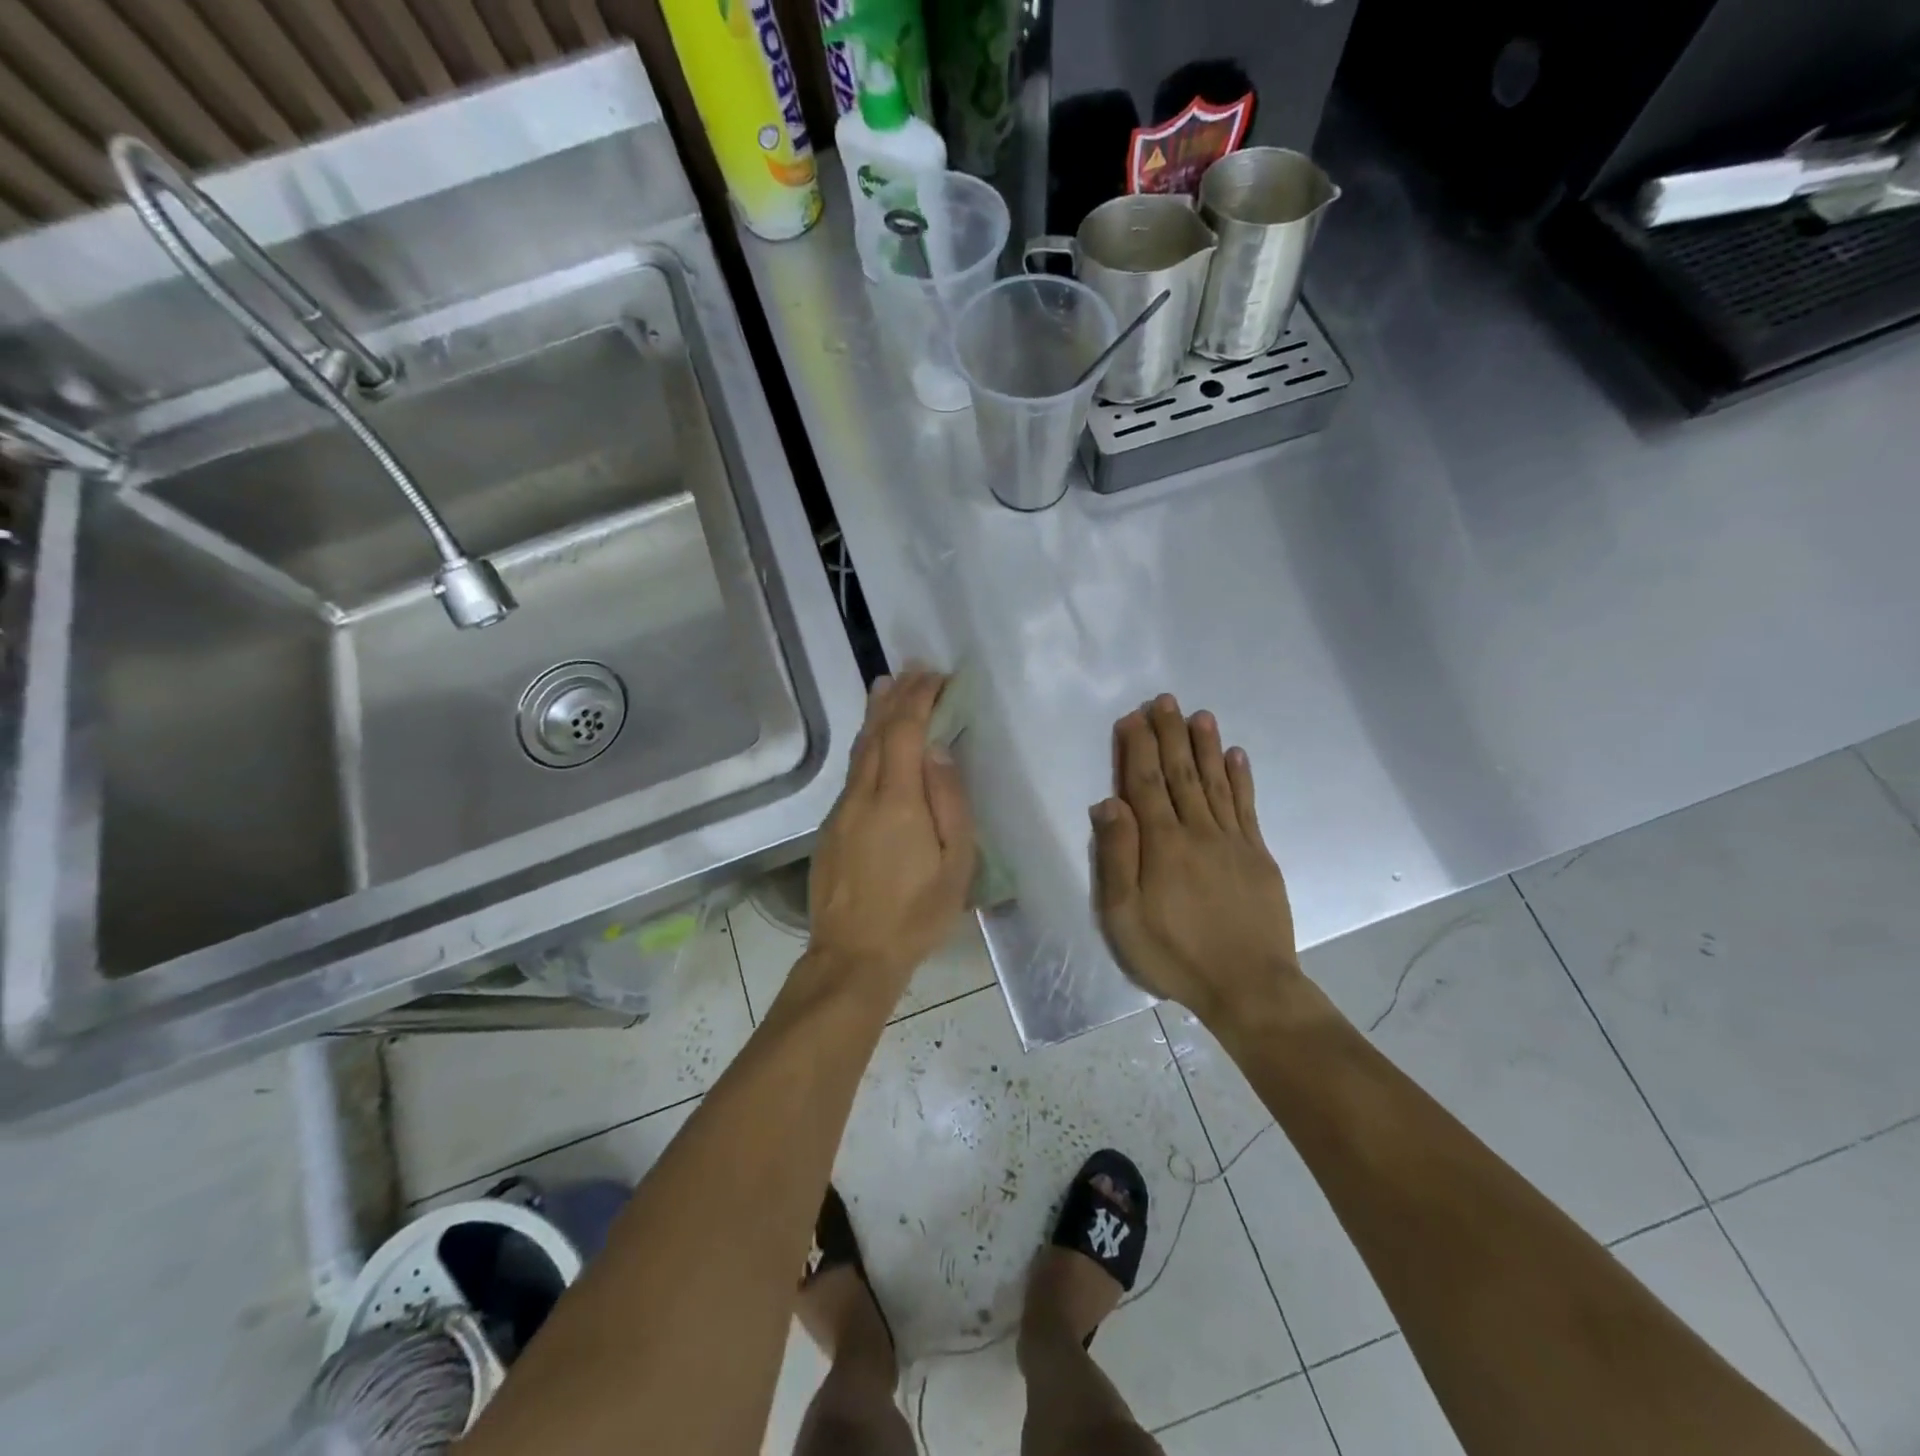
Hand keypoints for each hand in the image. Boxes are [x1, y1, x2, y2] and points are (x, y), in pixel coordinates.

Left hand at [808, 670, 976, 996]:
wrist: (853, 955)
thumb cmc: (916, 914)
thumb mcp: (956, 866)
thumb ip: (949, 803)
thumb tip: (938, 751)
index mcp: (898, 801)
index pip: (906, 732)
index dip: (920, 699)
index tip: (936, 677)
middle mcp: (863, 795)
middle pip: (878, 732)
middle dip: (897, 697)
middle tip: (913, 670)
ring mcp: (841, 810)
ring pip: (859, 750)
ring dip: (875, 715)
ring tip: (886, 686)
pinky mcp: (830, 826)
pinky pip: (852, 772)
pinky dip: (866, 744)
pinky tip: (873, 741)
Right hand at [1091, 694, 1300, 1023]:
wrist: (1249, 986)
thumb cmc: (1175, 954)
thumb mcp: (1125, 916)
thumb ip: (1117, 857)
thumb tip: (1108, 804)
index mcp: (1161, 844)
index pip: (1145, 783)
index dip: (1137, 747)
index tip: (1133, 716)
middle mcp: (1197, 831)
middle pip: (1181, 773)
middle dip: (1171, 734)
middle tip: (1166, 699)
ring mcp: (1233, 841)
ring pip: (1216, 781)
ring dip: (1206, 746)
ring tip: (1200, 714)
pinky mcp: (1258, 855)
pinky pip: (1247, 806)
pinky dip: (1241, 778)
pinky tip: (1237, 756)